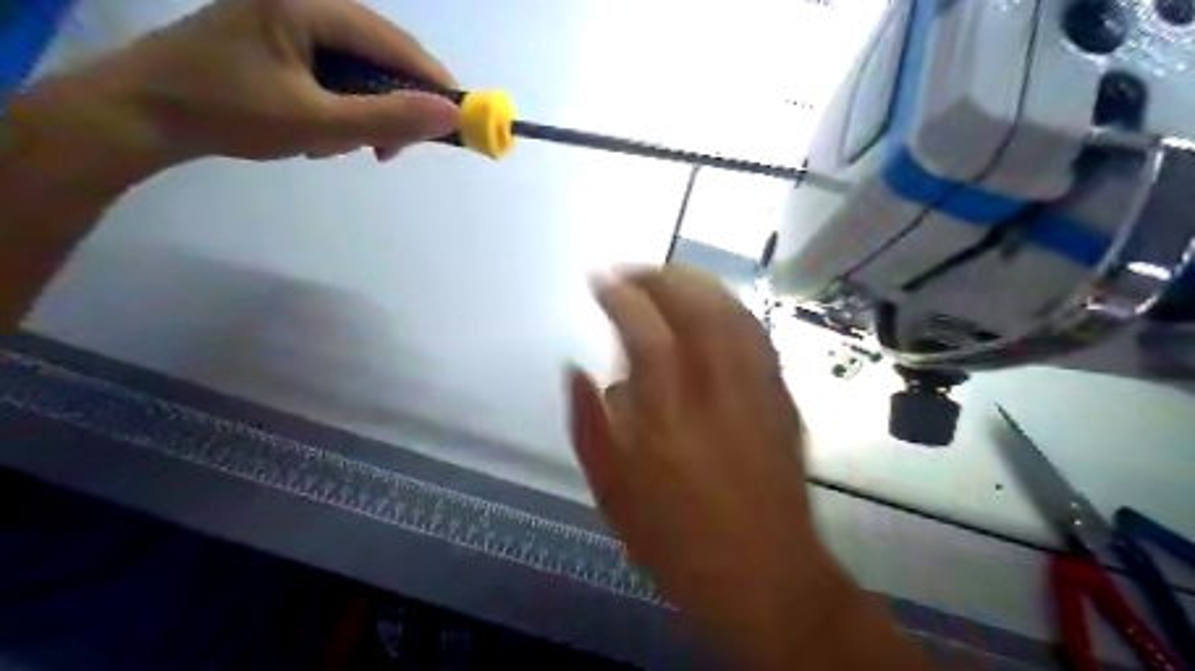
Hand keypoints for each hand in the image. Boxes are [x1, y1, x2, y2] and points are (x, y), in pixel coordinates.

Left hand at [40, 0, 458, 165]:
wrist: (143, 113)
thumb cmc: (229, 115)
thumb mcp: (318, 123)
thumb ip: (388, 119)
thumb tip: (450, 115)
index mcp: (309, 5)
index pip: (396, 43)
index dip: (434, 84)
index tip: (457, 124)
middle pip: (381, 54)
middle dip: (393, 106)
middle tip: (391, 151)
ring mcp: (289, 16)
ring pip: (359, 67)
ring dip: (366, 112)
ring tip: (344, 147)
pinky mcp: (280, 37)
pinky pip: (335, 71)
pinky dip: (342, 105)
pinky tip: (324, 132)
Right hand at [570, 266, 848, 664]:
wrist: (767, 578)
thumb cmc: (679, 543)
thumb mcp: (613, 495)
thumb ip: (589, 426)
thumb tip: (575, 370)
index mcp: (668, 421)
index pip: (645, 334)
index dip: (621, 297)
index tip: (599, 281)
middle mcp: (717, 394)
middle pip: (695, 308)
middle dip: (658, 277)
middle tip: (631, 273)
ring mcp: (757, 392)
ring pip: (731, 313)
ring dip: (696, 283)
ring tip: (667, 277)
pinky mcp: (782, 398)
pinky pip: (757, 335)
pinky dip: (729, 307)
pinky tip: (713, 306)